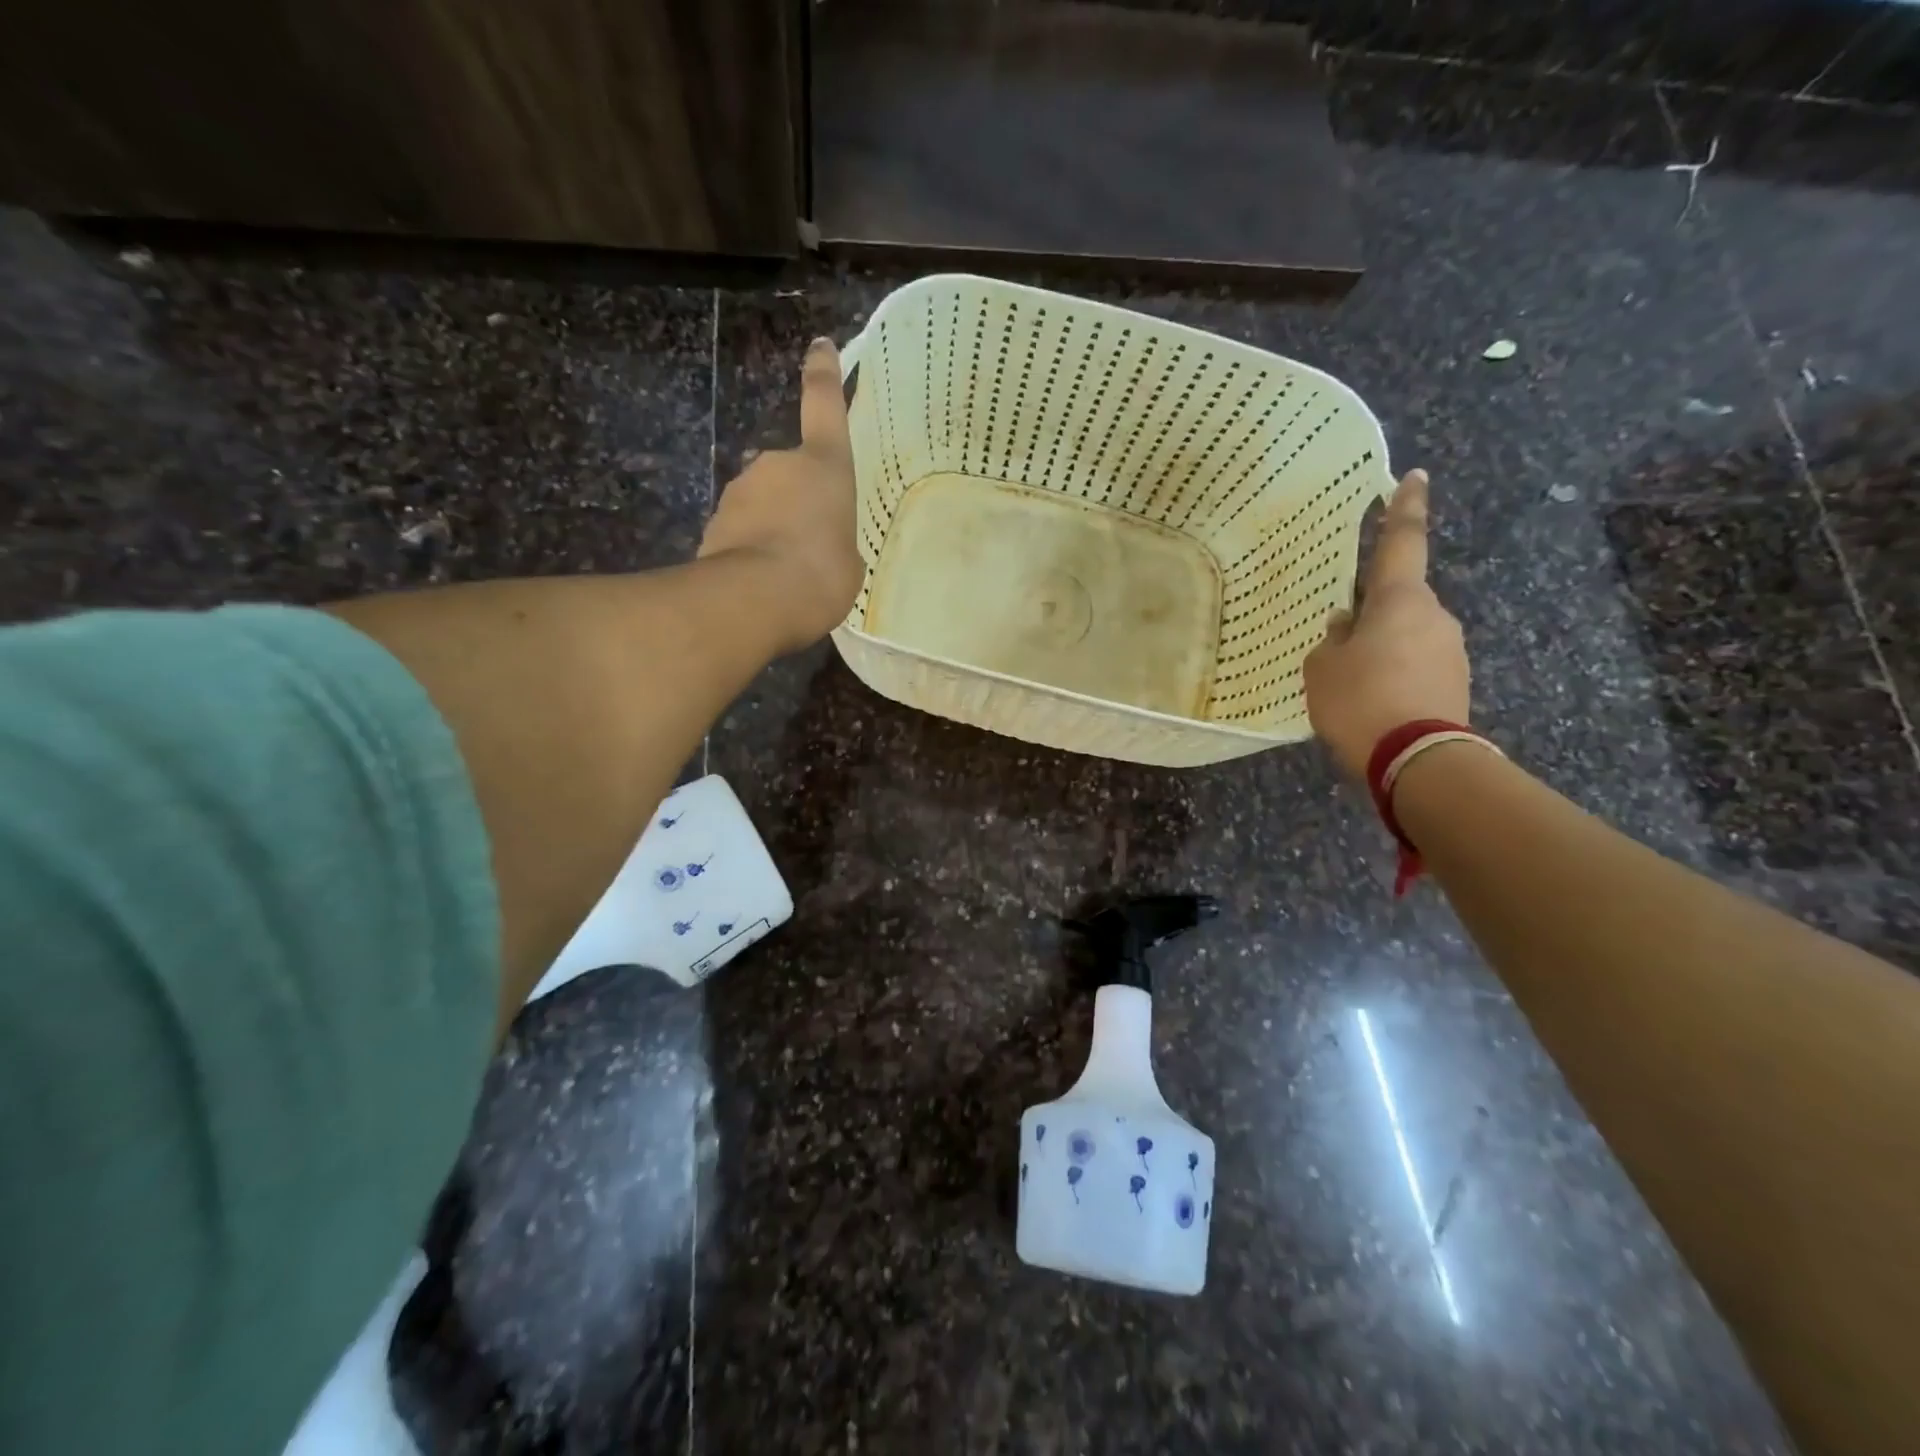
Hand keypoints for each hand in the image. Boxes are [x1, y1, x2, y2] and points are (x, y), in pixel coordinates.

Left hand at [700, 338, 864, 653]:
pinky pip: (741, 531)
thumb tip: (818, 541)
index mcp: (823, 465)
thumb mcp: (849, 561)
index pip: (824, 406)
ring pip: (762, 503)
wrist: (755, 598)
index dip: (825, 375)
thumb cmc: (821, 572)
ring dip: (773, 527)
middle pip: (790, 472)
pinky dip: (751, 549)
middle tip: (811, 544)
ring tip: (787, 571)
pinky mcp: (713, 521)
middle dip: (797, 500)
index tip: (820, 346)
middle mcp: (777, 464)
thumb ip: (835, 540)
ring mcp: (739, 490)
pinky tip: (761, 584)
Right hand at [1303, 469, 1470, 779]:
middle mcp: (1434, 616)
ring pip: (1406, 636)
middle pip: (1398, 601)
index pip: (1402, 542)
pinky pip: (1416, 665)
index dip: (1404, 508)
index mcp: (1400, 601)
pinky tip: (1370, 701)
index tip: (1414, 476)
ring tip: (1349, 684)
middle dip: (1372, 613)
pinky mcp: (1455, 683)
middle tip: (1339, 641)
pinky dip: (1393, 674)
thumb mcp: (1323, 669)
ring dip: (1381, 649)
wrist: (1418, 759)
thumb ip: (1331, 640)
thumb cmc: (1361, 700)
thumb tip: (1345, 625)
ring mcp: (1450, 650)